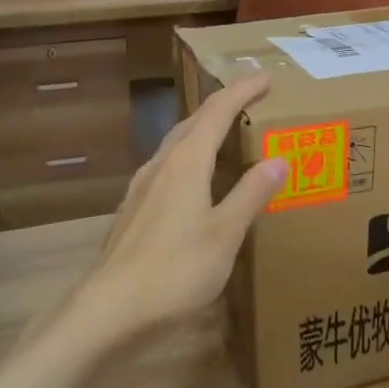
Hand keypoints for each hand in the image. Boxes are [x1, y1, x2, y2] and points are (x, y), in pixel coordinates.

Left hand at [78, 72, 286, 338]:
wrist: (110, 311)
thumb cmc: (175, 270)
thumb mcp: (225, 233)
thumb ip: (251, 194)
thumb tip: (278, 159)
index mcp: (185, 164)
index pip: (216, 113)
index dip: (241, 91)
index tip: (264, 76)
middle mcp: (160, 167)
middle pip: (192, 123)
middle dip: (221, 106)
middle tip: (248, 98)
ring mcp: (141, 189)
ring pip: (175, 146)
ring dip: (201, 131)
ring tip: (224, 133)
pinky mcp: (133, 212)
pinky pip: (166, 170)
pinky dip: (188, 160)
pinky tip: (193, 181)